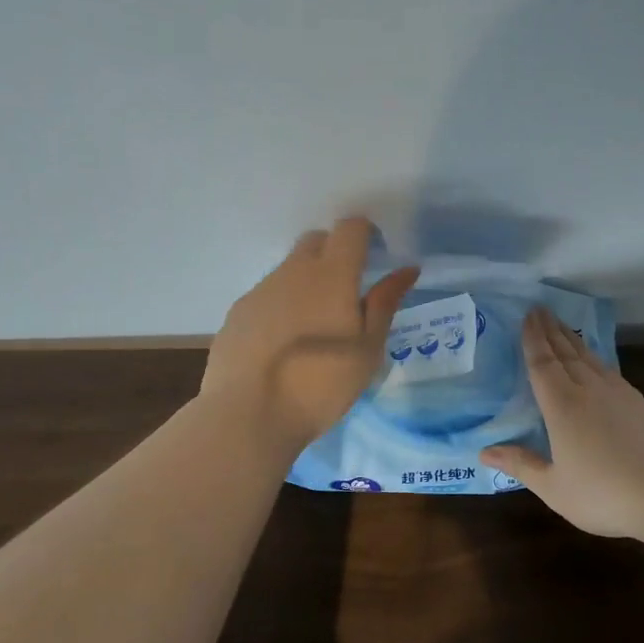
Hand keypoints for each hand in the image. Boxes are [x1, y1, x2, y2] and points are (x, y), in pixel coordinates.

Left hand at [202, 217, 419, 451]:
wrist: (248, 415)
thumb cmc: (321, 384)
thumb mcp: (367, 349)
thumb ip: (385, 303)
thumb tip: (406, 269)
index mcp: (332, 274)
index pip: (350, 228)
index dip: (365, 234)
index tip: (376, 258)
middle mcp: (293, 271)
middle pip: (316, 241)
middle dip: (335, 253)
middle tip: (348, 293)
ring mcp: (260, 291)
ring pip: (289, 270)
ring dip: (307, 282)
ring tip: (315, 327)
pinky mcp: (236, 313)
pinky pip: (267, 296)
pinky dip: (281, 306)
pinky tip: (283, 345)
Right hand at [480, 307, 643, 542]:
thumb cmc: (605, 494)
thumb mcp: (555, 488)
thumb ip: (521, 465)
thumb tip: (484, 451)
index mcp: (563, 407)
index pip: (542, 364)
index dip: (533, 339)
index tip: (528, 316)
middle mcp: (590, 391)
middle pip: (567, 353)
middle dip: (552, 331)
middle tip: (541, 310)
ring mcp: (622, 395)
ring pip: (592, 359)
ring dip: (575, 341)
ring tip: (564, 328)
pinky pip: (613, 374)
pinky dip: (598, 362)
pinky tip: (600, 367)